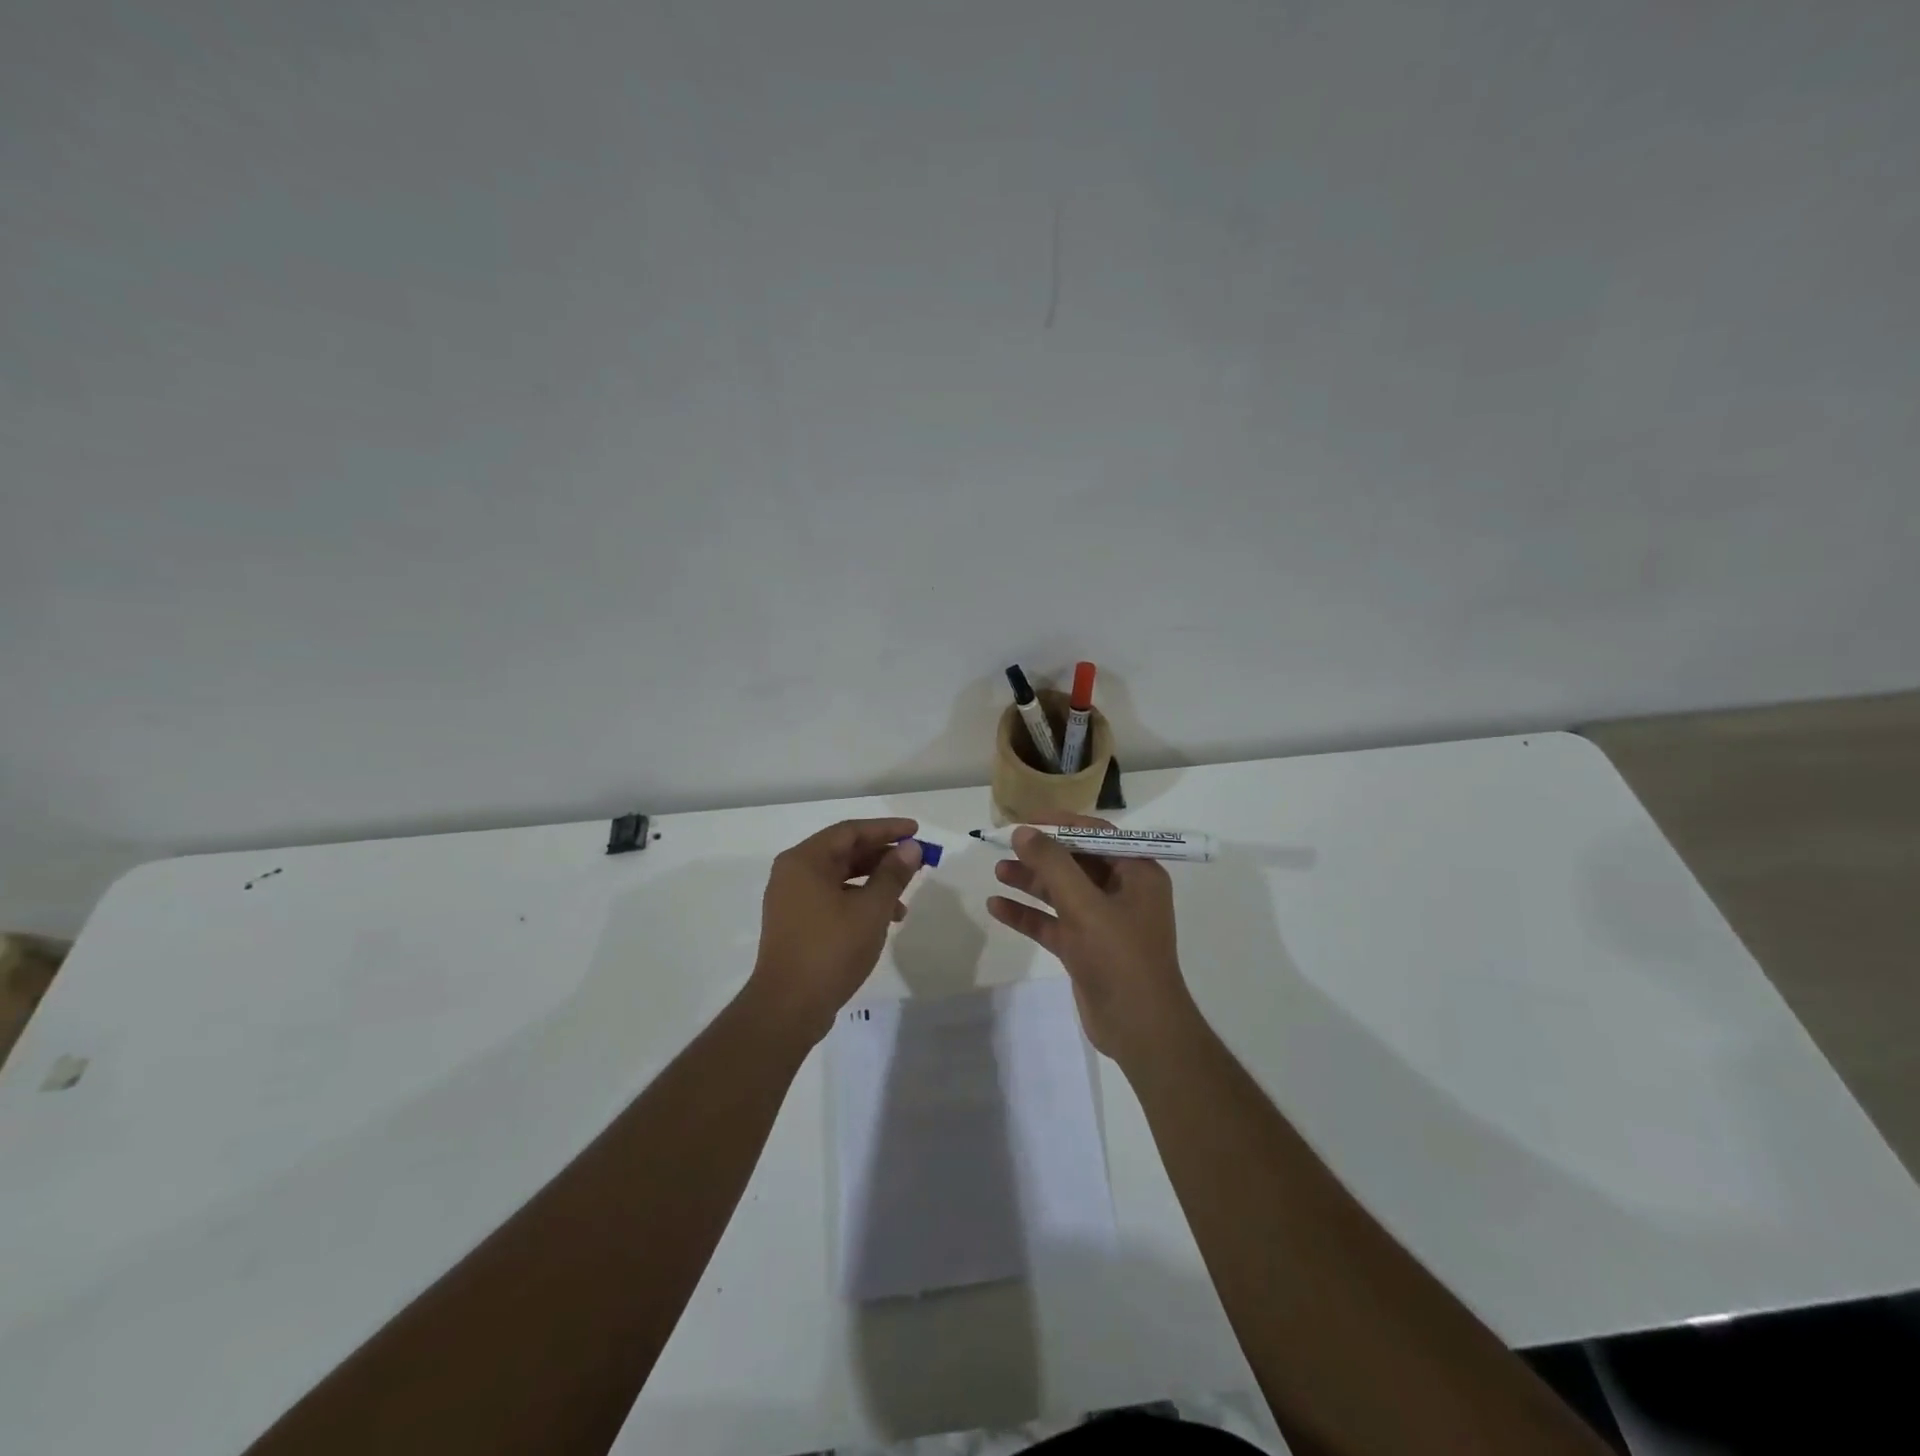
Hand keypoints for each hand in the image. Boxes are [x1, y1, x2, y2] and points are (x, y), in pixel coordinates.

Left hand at [749, 817, 922, 1044]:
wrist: (789, 1007)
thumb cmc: (831, 949)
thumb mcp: (871, 909)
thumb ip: (893, 874)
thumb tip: (910, 848)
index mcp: (805, 860)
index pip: (850, 831)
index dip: (886, 829)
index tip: (916, 831)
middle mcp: (793, 873)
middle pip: (844, 852)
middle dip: (882, 855)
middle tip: (916, 860)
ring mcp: (791, 899)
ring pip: (840, 877)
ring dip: (873, 882)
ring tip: (904, 899)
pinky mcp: (796, 923)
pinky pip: (832, 898)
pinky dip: (858, 901)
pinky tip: (883, 920)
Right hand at [986, 813, 1197, 1066]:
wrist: (1140, 1029)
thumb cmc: (1120, 957)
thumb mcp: (1085, 905)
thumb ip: (1053, 865)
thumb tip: (1023, 832)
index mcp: (1137, 873)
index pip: (1096, 834)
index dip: (1061, 824)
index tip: (1026, 820)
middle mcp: (1123, 892)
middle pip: (1076, 862)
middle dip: (1041, 854)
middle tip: (1004, 846)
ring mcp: (1103, 922)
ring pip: (1061, 892)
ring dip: (1031, 882)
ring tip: (997, 872)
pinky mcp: (1085, 948)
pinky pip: (1053, 922)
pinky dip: (1028, 914)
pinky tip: (997, 907)